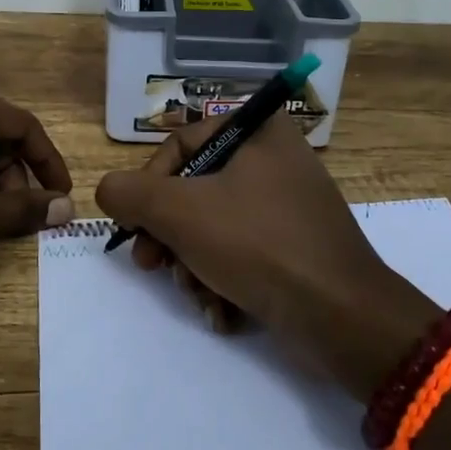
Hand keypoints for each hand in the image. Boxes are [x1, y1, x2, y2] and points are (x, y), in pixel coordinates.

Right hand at [94, 115, 437, 400]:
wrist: (342, 317)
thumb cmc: (258, 244)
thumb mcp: (180, 212)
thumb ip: (130, 194)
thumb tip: (108, 191)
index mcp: (258, 131)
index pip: (180, 145)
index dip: (149, 187)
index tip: (135, 228)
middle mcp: (275, 159)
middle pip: (194, 190)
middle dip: (169, 235)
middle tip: (151, 266)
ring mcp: (289, 205)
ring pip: (214, 227)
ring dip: (193, 265)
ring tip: (197, 295)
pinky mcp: (296, 247)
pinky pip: (243, 253)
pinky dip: (223, 280)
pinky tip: (222, 312)